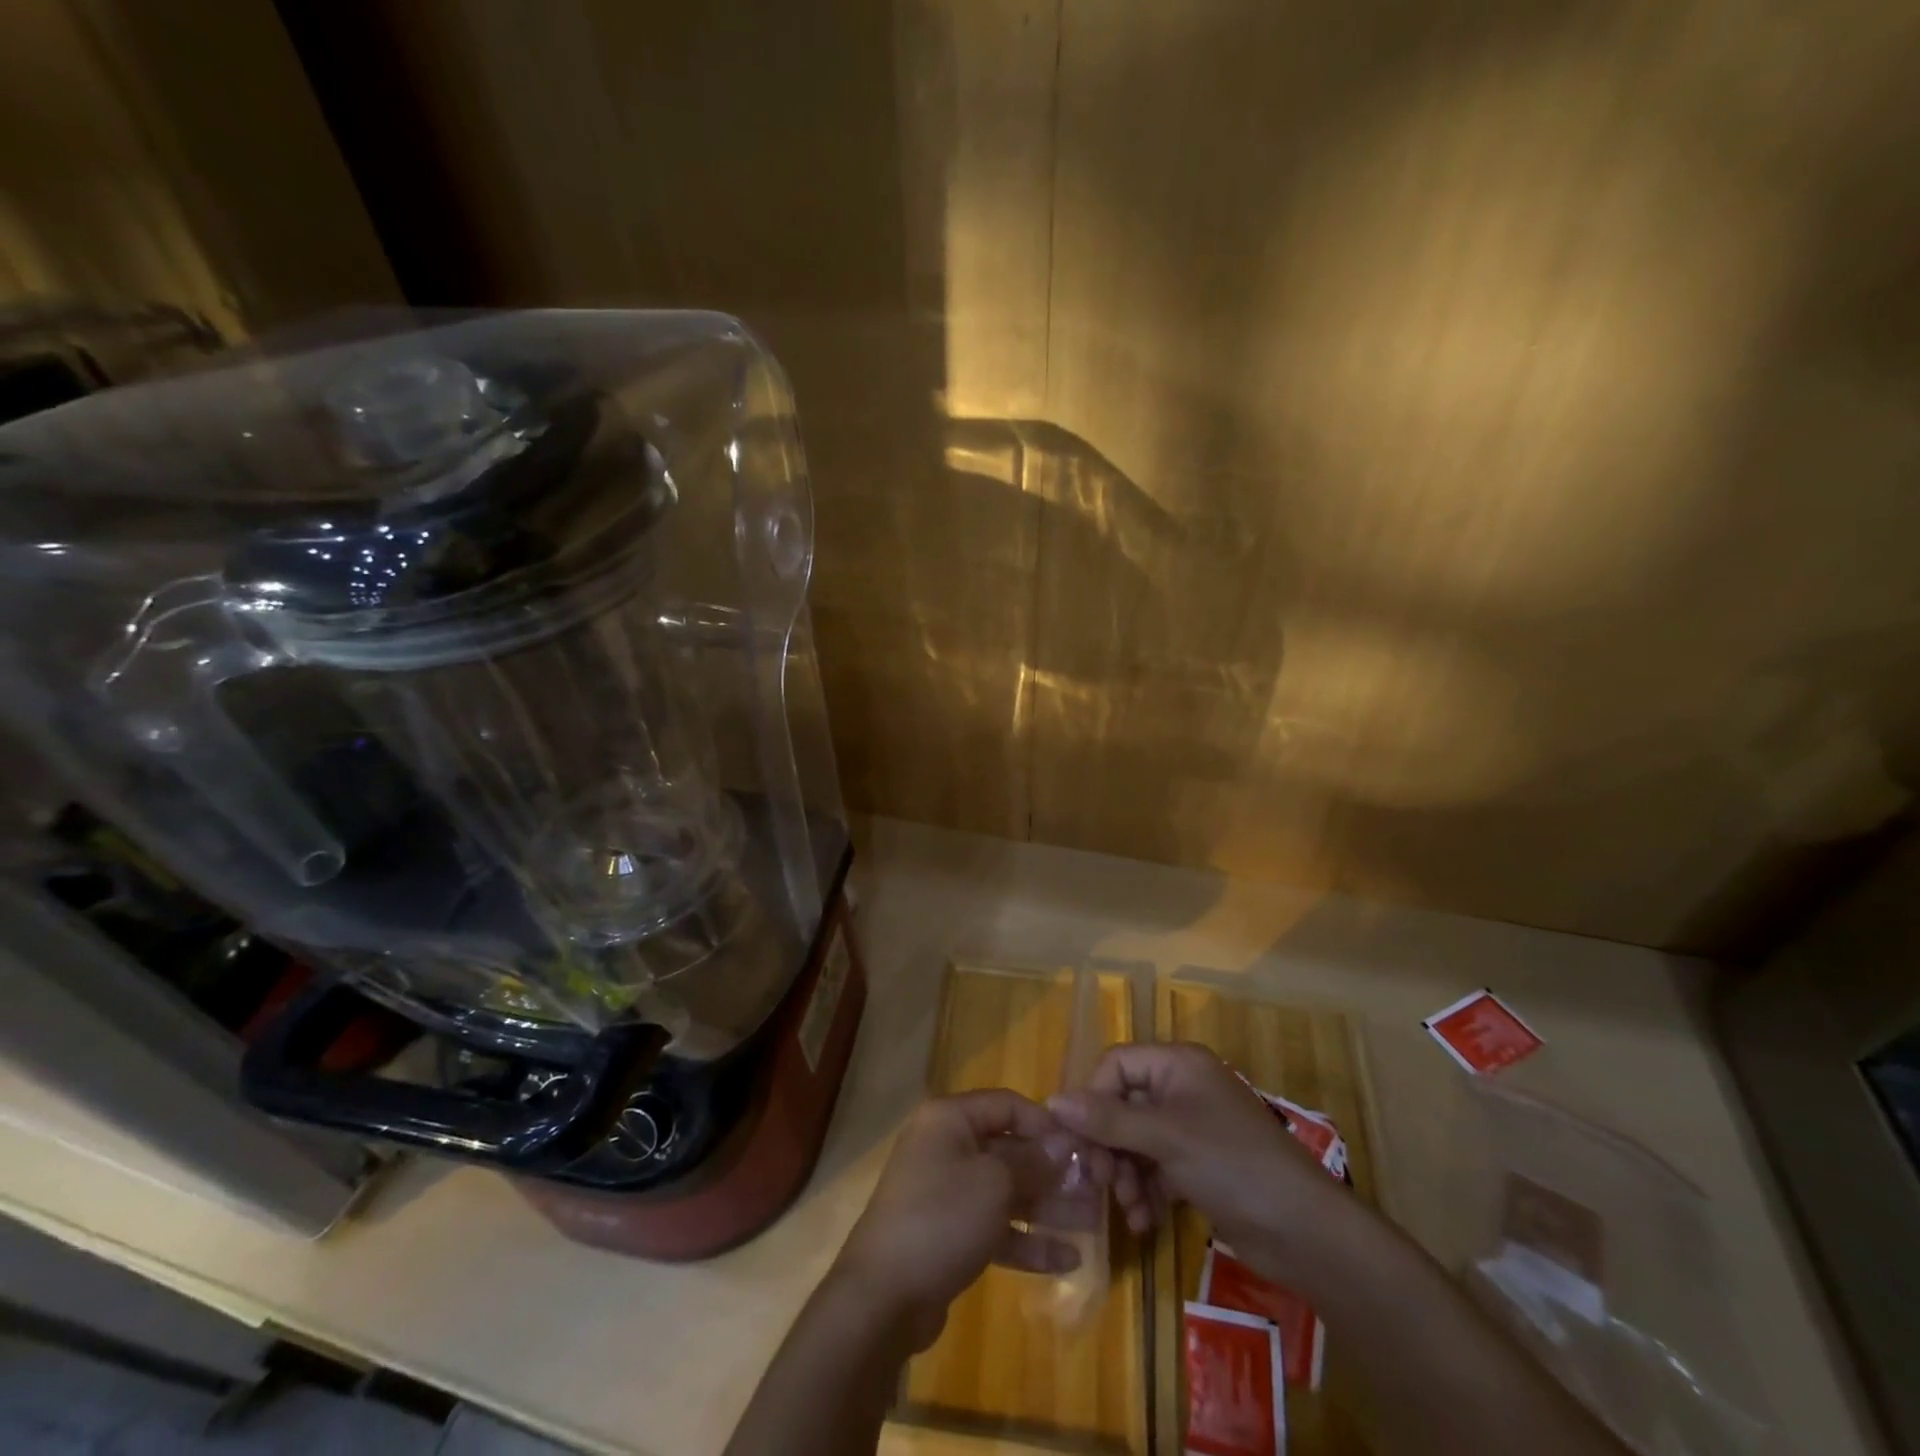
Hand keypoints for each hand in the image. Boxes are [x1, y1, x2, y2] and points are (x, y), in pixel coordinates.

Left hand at [833, 1090, 1098, 1349]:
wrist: (883, 1296)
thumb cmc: (942, 1217)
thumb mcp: (995, 1182)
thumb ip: (1033, 1161)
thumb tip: (1063, 1146)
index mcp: (950, 1119)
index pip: (1006, 1105)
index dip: (1045, 1123)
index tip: (1083, 1145)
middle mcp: (946, 1147)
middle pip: (1009, 1149)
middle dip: (1052, 1171)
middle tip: (1095, 1188)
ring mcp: (946, 1192)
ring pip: (1006, 1191)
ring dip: (1047, 1207)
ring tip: (1091, 1222)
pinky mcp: (949, 1235)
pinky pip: (994, 1227)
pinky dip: (1027, 1241)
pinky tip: (1068, 1258)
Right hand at [1048, 1043, 1349, 1288]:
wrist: (1304, 1232)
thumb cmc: (1232, 1165)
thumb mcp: (1165, 1138)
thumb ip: (1108, 1119)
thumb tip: (1052, 1101)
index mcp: (1178, 1064)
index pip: (1116, 1065)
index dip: (1092, 1098)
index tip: (1078, 1139)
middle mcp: (1181, 1088)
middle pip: (1122, 1104)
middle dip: (1109, 1144)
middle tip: (1100, 1182)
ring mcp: (1190, 1128)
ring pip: (1135, 1139)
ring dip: (1124, 1173)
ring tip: (1128, 1208)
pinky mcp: (1197, 1165)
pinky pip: (1154, 1166)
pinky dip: (1144, 1190)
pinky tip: (1143, 1222)